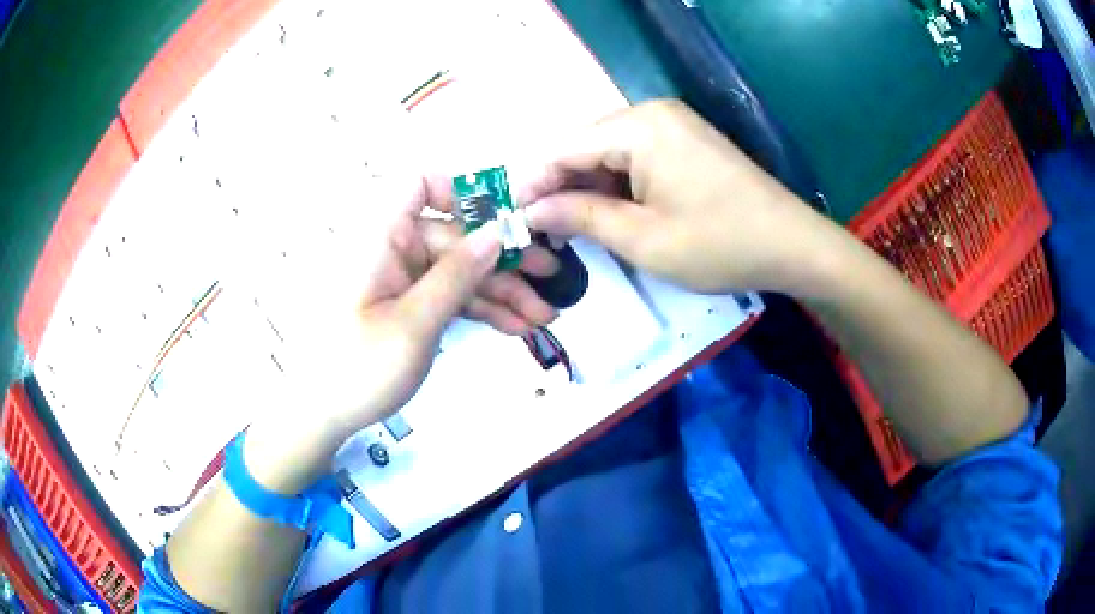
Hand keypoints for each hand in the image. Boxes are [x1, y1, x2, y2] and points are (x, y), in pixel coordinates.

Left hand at [242, 175, 558, 491]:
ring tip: (543, 317)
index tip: (503, 217)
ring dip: (503, 291)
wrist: (324, 415)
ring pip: (462, 270)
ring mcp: (405, 280)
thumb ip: (456, 275)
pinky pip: (453, 297)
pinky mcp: (413, 306)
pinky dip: (483, 309)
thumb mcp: (414, 324)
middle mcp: (395, 250)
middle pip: (456, 236)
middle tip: (549, 279)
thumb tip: (498, 231)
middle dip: (503, 258)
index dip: (462, 190)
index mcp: (383, 238)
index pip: (420, 185)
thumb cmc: (358, 367)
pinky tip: (517, 327)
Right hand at [519, 100, 846, 294]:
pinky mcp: (685, 142)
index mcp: (639, 126)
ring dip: (588, 190)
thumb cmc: (720, 244)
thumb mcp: (643, 239)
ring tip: (570, 230)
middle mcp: (651, 113)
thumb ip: (581, 217)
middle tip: (540, 233)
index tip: (510, 219)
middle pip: (585, 147)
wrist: (793, 245)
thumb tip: (532, 212)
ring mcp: (672, 125)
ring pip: (608, 155)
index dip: (533, 184)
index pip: (564, 149)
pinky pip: (635, 159)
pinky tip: (608, 215)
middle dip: (560, 188)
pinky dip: (617, 187)